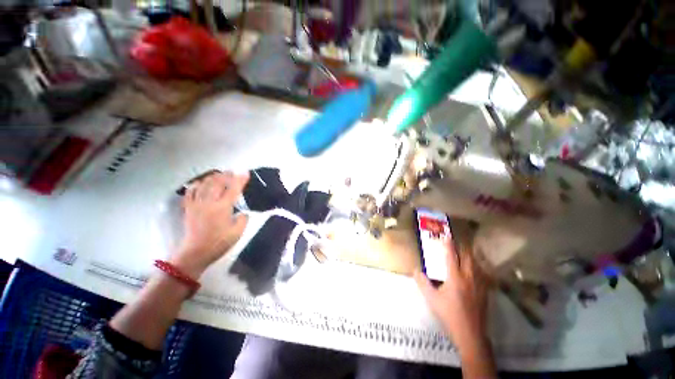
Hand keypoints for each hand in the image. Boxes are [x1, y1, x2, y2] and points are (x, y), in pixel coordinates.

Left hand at [171, 171, 248, 277]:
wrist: (195, 252)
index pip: (233, 189)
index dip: (240, 180)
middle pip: (217, 183)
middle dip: (226, 175)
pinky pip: (190, 192)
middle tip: (232, 172)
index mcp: (222, 208)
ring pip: (204, 185)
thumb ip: (243, 219)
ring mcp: (197, 204)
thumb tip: (242, 213)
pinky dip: (196, 185)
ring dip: (212, 177)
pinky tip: (200, 183)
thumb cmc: (219, 243)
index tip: (246, 172)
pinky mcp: (188, 208)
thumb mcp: (238, 232)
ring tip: (219, 174)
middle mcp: (209, 203)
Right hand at [414, 240, 489, 355]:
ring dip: (472, 256)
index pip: (451, 256)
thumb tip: (415, 270)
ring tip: (467, 252)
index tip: (447, 235)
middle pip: (468, 257)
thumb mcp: (431, 299)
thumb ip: (422, 283)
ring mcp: (479, 285)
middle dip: (463, 248)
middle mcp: (469, 277)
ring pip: (477, 265)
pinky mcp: (485, 292)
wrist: (470, 334)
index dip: (448, 245)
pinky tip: (477, 270)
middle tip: (458, 243)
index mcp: (455, 277)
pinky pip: (483, 275)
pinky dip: (479, 268)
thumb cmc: (449, 314)